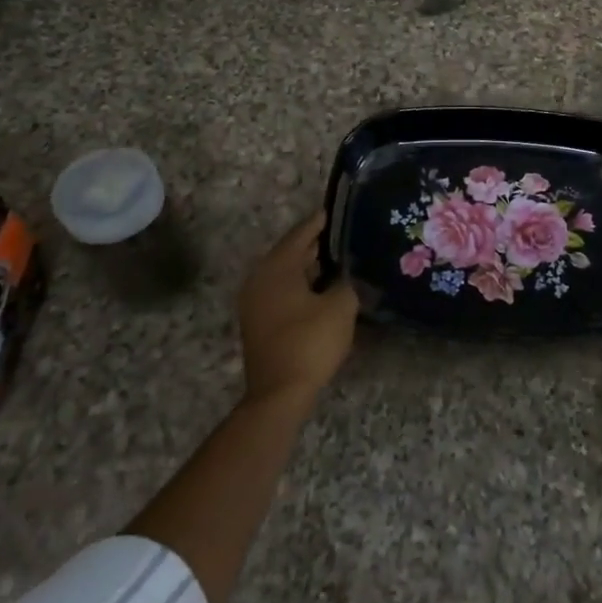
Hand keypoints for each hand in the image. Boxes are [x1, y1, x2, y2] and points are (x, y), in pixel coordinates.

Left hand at [237, 212, 359, 404]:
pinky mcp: (259, 322)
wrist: (280, 393)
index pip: (301, 234)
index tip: (338, 210)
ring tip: (339, 259)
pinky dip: (302, 284)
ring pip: (286, 273)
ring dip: (309, 266)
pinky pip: (282, 291)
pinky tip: (323, 288)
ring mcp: (255, 302)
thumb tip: (346, 274)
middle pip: (290, 252)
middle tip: (344, 234)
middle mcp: (260, 279)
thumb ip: (346, 281)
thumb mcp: (340, 306)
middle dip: (316, 243)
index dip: (320, 221)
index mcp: (277, 268)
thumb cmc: (310, 342)